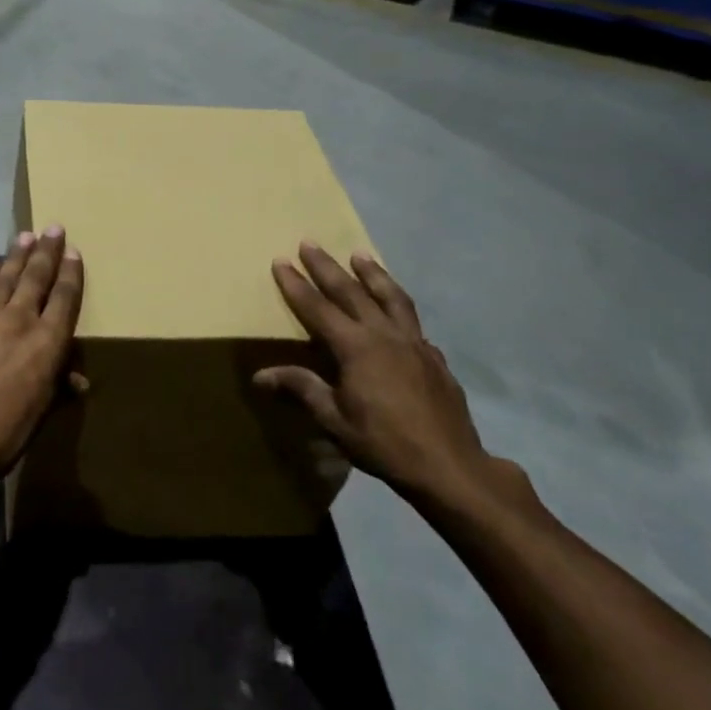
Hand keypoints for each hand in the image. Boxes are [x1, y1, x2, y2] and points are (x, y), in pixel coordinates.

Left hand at [0, 227, 85, 487]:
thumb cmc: (4, 433)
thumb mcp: (41, 413)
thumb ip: (59, 387)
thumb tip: (78, 380)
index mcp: (47, 343)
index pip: (64, 298)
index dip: (71, 273)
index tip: (73, 250)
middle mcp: (18, 320)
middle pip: (36, 278)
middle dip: (46, 251)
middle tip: (53, 227)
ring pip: (4, 277)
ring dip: (16, 256)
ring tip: (25, 236)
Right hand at [256, 242, 512, 510]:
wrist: (450, 467)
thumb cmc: (384, 444)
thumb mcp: (334, 420)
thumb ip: (301, 389)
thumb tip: (260, 375)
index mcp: (355, 348)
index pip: (317, 308)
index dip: (296, 285)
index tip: (280, 261)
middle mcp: (384, 335)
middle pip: (351, 291)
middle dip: (327, 266)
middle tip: (310, 242)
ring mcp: (414, 343)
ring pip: (390, 296)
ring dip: (372, 273)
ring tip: (360, 254)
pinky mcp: (434, 356)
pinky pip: (412, 320)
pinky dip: (399, 306)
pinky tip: (396, 309)